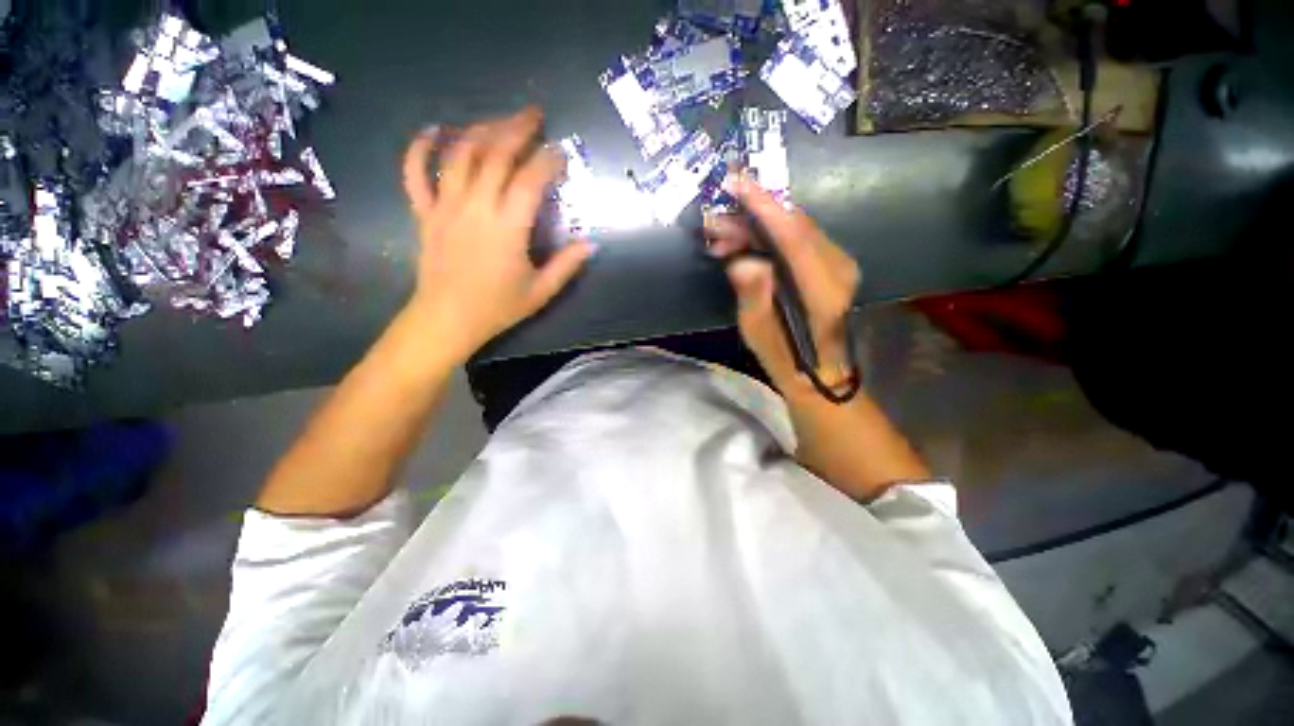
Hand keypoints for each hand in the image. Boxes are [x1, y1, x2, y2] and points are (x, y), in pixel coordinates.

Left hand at [401, 107, 593, 362]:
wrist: (448, 319)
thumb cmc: (497, 307)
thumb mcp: (541, 291)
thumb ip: (566, 266)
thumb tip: (590, 244)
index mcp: (507, 228)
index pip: (530, 180)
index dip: (548, 160)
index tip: (561, 153)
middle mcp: (475, 207)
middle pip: (495, 154)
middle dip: (517, 129)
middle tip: (534, 115)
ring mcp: (445, 206)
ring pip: (460, 155)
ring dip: (481, 130)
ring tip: (499, 120)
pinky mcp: (425, 213)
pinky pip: (415, 173)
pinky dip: (420, 148)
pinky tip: (434, 131)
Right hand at [704, 173, 859, 394]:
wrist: (821, 372)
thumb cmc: (786, 358)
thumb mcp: (759, 333)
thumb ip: (753, 295)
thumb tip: (741, 261)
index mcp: (823, 288)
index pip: (793, 235)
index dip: (763, 206)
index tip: (735, 183)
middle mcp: (839, 267)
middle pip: (793, 225)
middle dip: (751, 216)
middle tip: (715, 222)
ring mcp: (839, 264)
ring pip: (795, 228)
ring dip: (756, 227)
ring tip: (721, 237)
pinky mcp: (832, 265)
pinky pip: (798, 239)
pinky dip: (768, 237)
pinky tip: (742, 247)